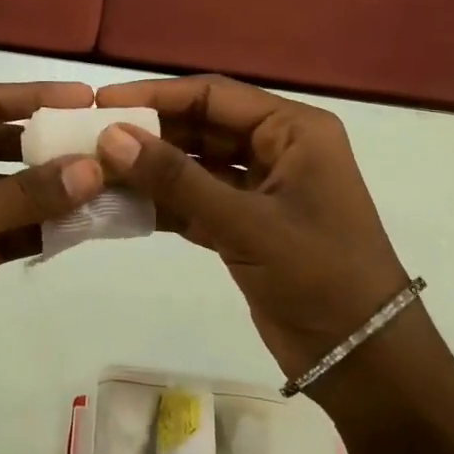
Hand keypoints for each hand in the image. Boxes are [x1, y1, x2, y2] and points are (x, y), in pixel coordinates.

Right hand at [93, 75, 410, 389]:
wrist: (362, 358)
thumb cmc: (319, 275)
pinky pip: (196, 200)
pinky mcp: (246, 224)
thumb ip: (177, 178)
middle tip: (91, 140)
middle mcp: (277, 148)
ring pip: (195, 164)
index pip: (213, 95)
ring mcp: (261, 188)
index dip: (156, 95)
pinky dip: (164, 203)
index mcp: (293, 129)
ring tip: (97, 171)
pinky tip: (122, 205)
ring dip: (152, 169)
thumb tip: (111, 137)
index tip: (103, 104)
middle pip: (201, 126)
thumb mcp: (246, 222)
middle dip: (150, 133)